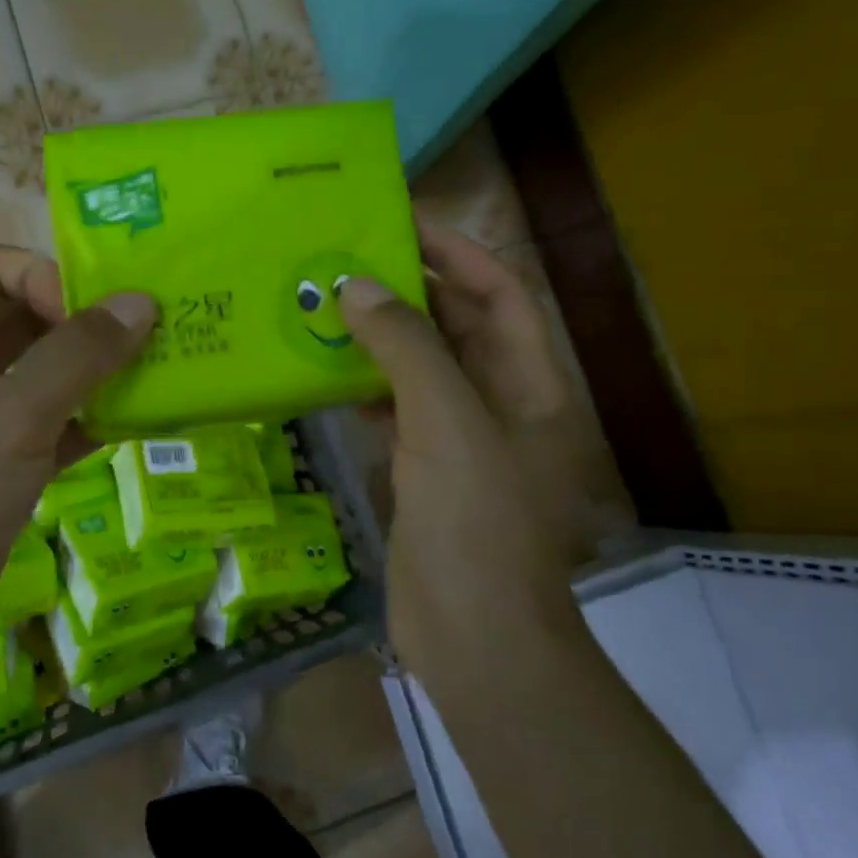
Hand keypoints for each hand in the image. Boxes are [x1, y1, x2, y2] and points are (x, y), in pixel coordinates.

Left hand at [0, 245, 155, 676]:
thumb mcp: (10, 418)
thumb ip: (75, 357)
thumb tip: (139, 302)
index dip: (43, 276)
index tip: (92, 317)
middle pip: (28, 316)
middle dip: (86, 319)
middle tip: (151, 334)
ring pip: (49, 373)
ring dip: (99, 370)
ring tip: (160, 372)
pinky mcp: (7, 468)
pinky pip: (59, 425)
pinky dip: (96, 419)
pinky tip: (140, 426)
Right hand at [337, 222, 604, 683]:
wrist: (474, 634)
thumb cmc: (476, 523)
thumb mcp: (447, 422)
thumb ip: (407, 348)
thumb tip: (357, 286)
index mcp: (531, 384)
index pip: (499, 294)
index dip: (457, 252)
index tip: (401, 223)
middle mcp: (502, 404)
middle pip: (458, 327)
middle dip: (410, 290)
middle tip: (347, 258)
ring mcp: (462, 440)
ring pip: (421, 369)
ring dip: (381, 338)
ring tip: (327, 306)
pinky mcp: (426, 471)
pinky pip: (396, 411)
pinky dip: (366, 388)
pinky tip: (326, 375)